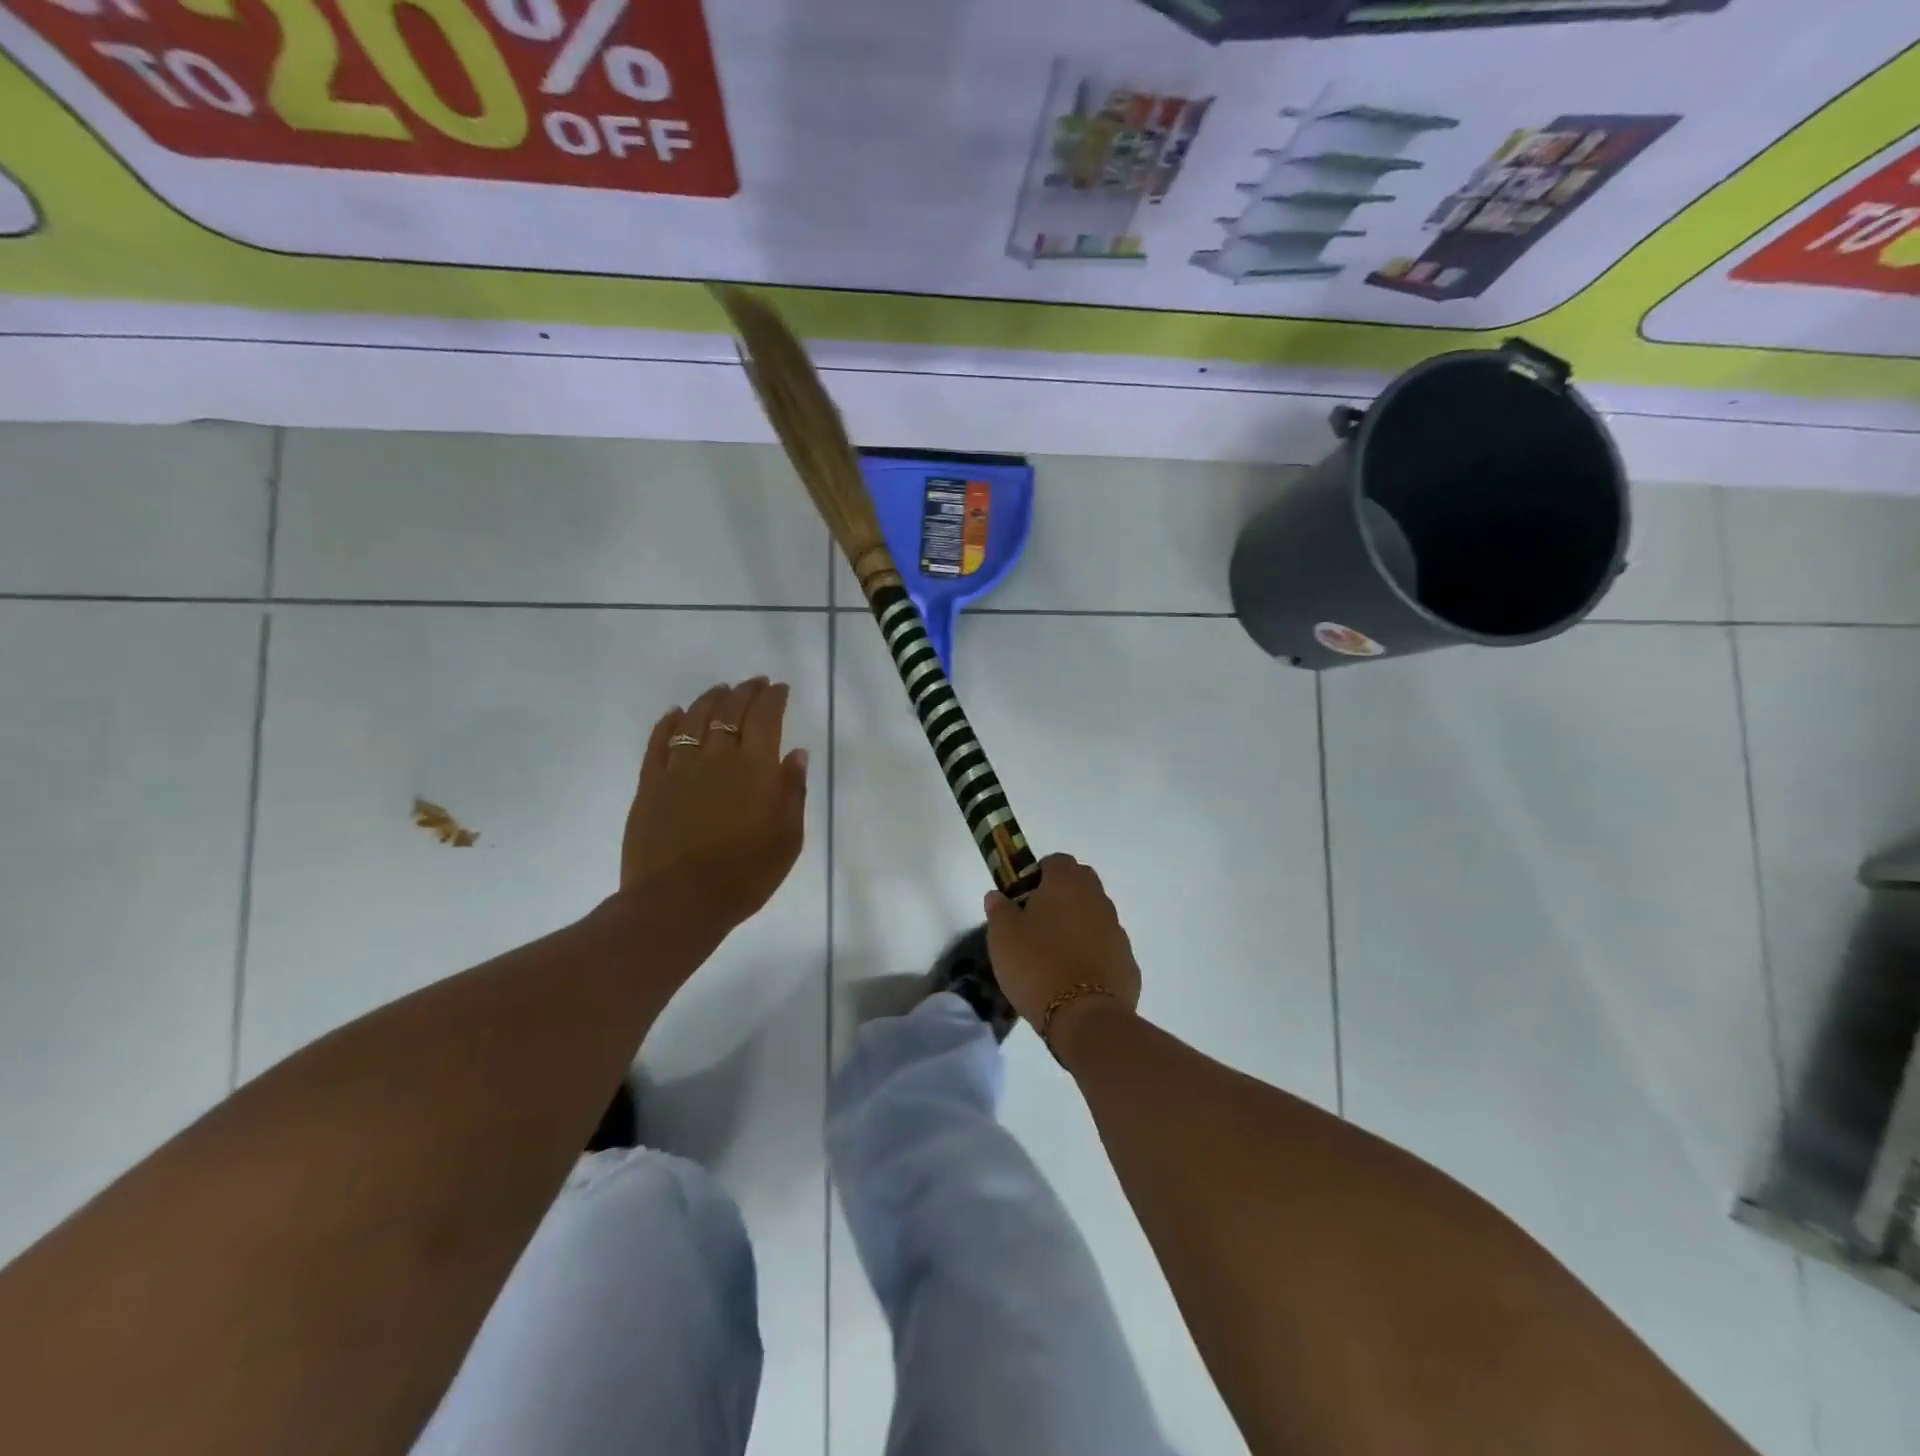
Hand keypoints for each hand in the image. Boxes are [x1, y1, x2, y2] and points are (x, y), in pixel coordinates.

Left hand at [621, 677, 808, 933]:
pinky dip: (669, 722)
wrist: (679, 902)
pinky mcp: (650, 783)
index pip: (766, 717)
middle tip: (754, 683)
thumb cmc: (745, 875)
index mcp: (755, 769)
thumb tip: (796, 753)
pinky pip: (659, 741)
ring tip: (720, 691)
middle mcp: (718, 757)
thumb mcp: (787, 839)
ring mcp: (679, 768)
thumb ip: (792, 791)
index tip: (779, 688)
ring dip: (710, 699)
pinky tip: (676, 714)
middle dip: (745, 691)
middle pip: (730, 710)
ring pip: (695, 718)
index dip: (773, 698)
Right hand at [982, 854, 1141, 1048]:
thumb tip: (998, 895)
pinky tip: (1076, 975)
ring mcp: (1117, 930)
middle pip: (1081, 882)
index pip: (1056, 861)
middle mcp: (1097, 899)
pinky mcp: (1128, 961)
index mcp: (1066, 884)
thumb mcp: (1002, 937)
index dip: (1039, 873)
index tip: (1024, 896)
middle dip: (1063, 893)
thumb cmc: (1036, 966)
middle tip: (1039, 920)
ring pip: (1096, 914)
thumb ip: (999, 910)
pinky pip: (1107, 946)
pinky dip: (1094, 952)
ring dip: (1079, 923)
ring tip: (1056, 952)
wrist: (1085, 1017)